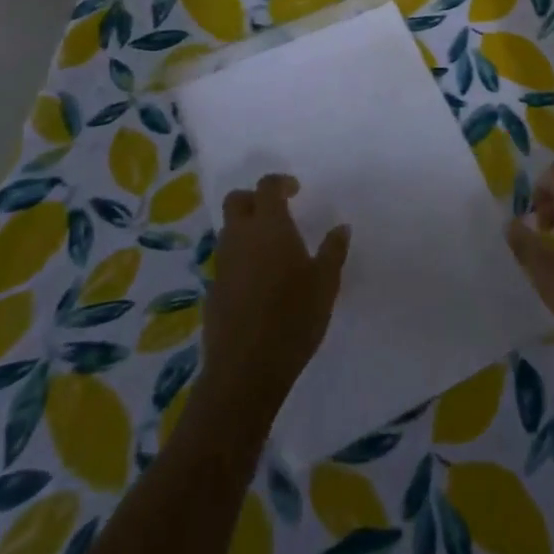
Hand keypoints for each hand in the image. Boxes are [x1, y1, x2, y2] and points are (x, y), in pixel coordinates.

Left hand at [201, 174, 349, 414]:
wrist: (245, 370)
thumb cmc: (292, 318)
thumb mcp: (325, 283)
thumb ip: (333, 250)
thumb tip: (341, 227)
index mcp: (269, 226)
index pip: (267, 187)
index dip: (280, 183)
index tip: (296, 191)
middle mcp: (240, 237)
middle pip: (236, 201)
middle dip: (254, 199)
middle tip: (277, 212)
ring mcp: (222, 265)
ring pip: (228, 231)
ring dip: (246, 229)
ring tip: (271, 249)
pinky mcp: (212, 291)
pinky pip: (226, 261)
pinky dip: (240, 260)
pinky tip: (259, 283)